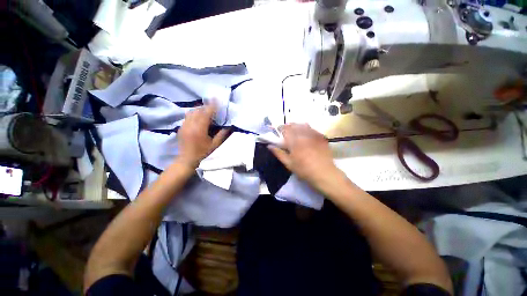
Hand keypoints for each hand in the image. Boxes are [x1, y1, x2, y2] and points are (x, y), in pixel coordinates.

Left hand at [177, 104, 229, 168]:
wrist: (186, 160)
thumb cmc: (203, 153)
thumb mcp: (215, 145)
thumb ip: (222, 134)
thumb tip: (229, 126)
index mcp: (199, 129)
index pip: (206, 113)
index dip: (212, 106)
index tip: (216, 99)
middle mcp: (190, 125)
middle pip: (197, 110)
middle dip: (205, 106)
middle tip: (213, 106)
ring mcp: (184, 125)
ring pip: (191, 112)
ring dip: (199, 109)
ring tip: (206, 111)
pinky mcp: (181, 128)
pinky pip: (187, 116)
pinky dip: (194, 114)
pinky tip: (198, 118)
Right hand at [268, 123, 338, 187]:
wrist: (324, 173)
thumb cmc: (304, 170)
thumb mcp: (289, 163)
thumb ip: (279, 153)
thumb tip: (269, 146)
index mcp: (294, 142)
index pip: (285, 130)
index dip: (280, 128)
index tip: (277, 129)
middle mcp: (303, 135)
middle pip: (294, 125)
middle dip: (288, 126)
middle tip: (285, 130)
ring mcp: (314, 135)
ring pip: (304, 125)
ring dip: (297, 126)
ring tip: (295, 130)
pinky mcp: (321, 137)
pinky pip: (312, 129)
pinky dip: (307, 129)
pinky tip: (306, 133)